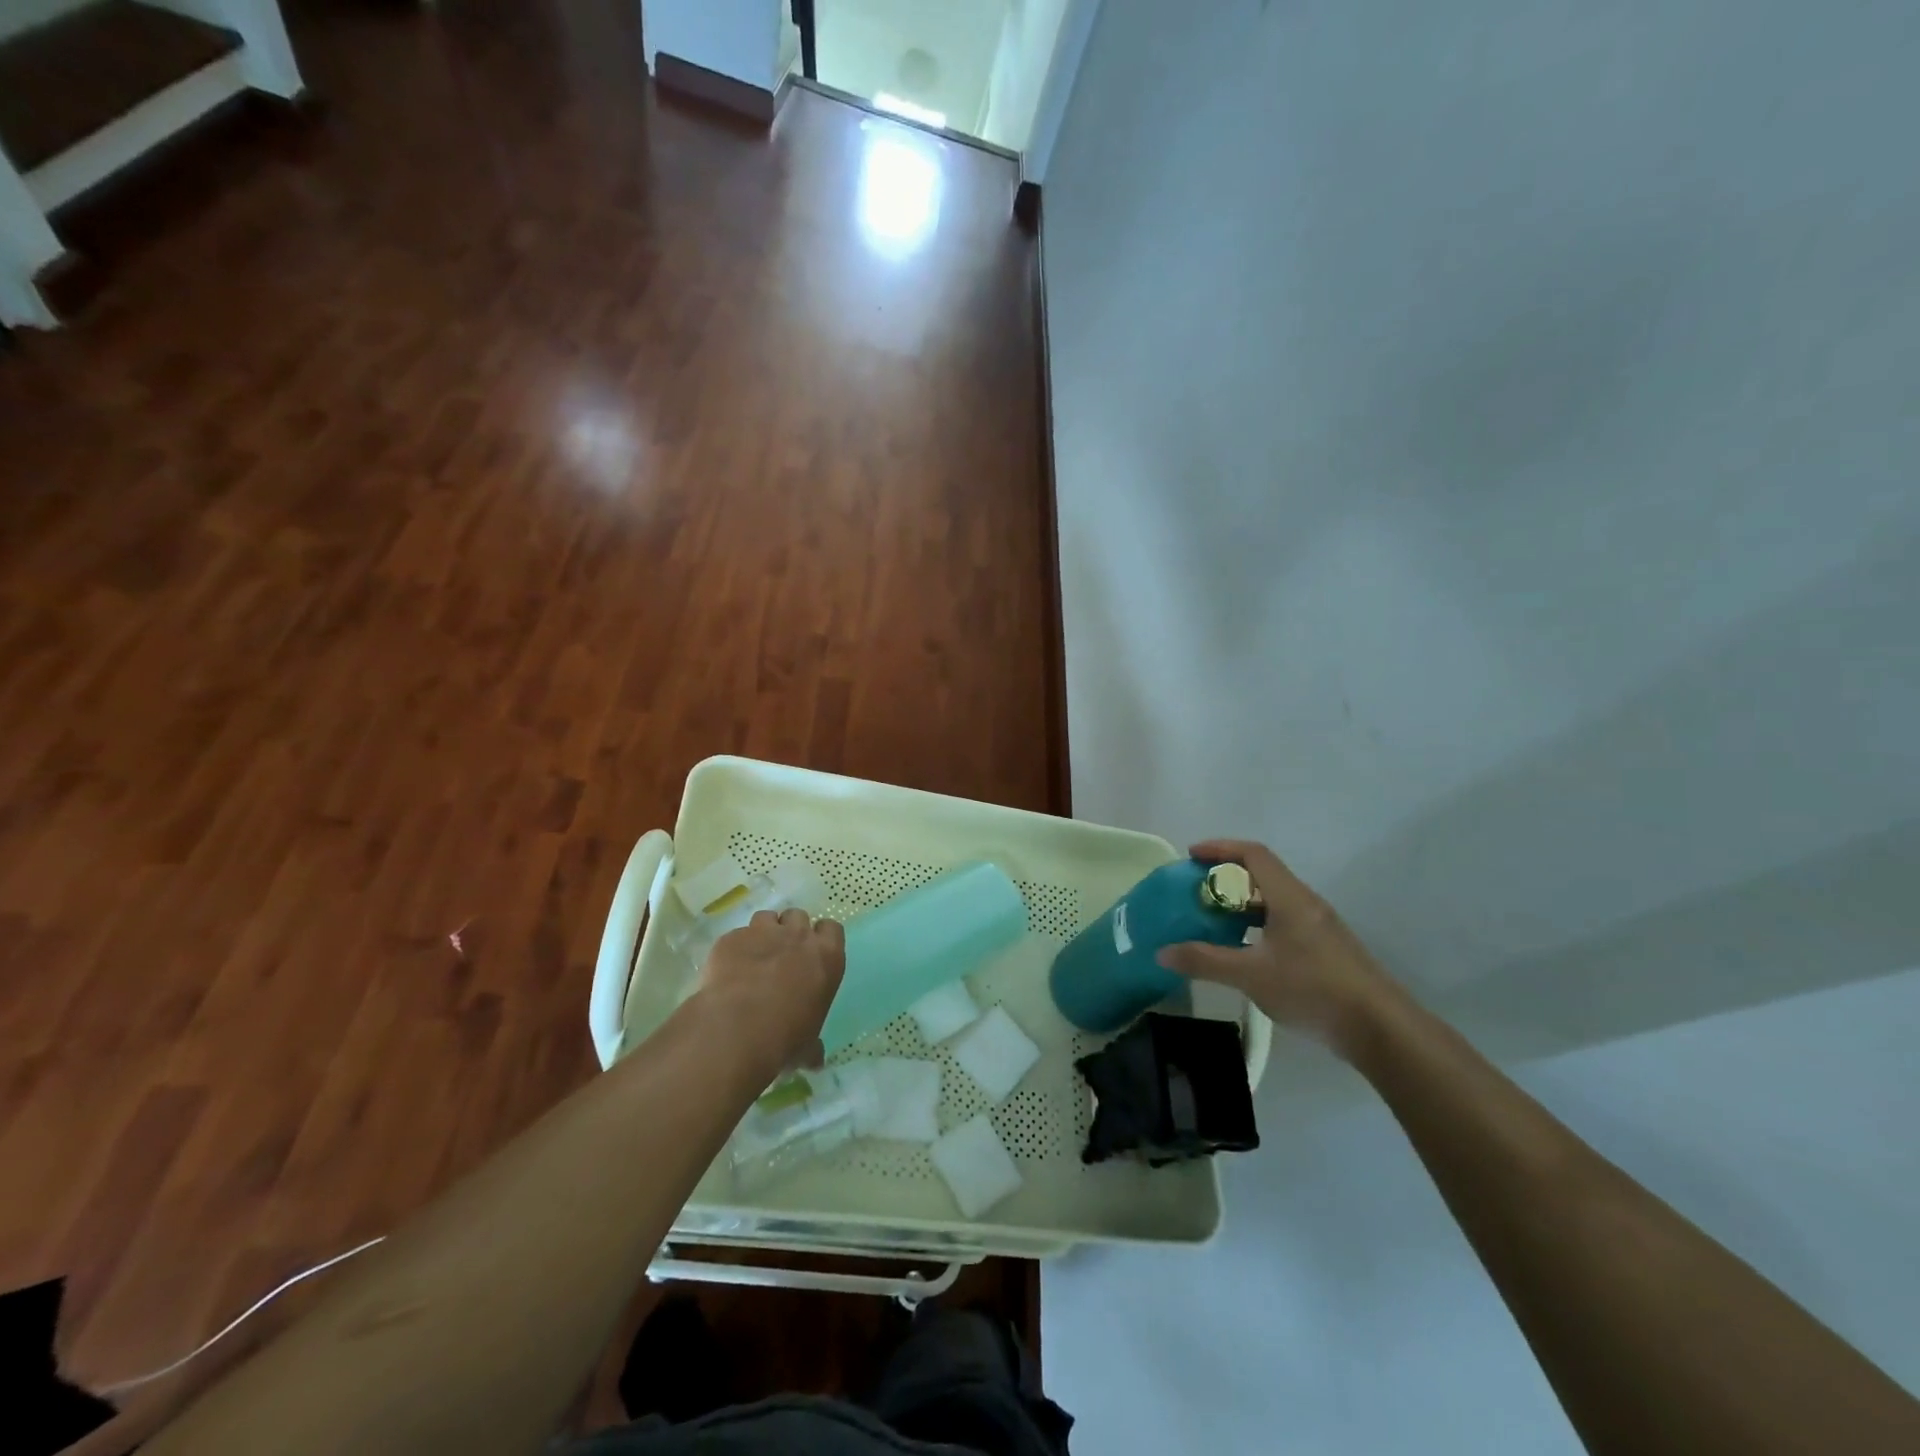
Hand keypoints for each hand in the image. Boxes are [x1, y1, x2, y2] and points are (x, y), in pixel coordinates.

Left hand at [699, 908, 845, 1078]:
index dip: (821, 938)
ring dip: (762, 933)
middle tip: (781, 955)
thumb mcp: (806, 1046)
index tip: (812, 953)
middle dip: (790, 930)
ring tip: (753, 958)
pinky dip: (734, 949)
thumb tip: (814, 1060)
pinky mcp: (731, 938)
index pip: (832, 929)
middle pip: (798, 916)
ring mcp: (762, 932)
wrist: (736, 1028)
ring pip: (766, 918)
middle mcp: (798, 937)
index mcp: (826, 957)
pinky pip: (736, 936)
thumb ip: (812, 1046)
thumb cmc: (784, 1037)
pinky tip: (727, 971)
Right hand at [1157, 839, 1400, 1057]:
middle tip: (1195, 893)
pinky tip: (1244, 951)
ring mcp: (1319, 927)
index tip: (1191, 857)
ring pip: (1273, 901)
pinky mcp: (1326, 950)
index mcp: (1290, 897)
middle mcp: (1306, 903)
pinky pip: (1283, 922)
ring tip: (1212, 921)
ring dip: (1241, 904)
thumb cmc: (1314, 990)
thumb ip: (1205, 960)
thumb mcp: (1251, 975)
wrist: (1381, 1029)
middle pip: (1262, 874)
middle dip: (1225, 878)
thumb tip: (1162, 953)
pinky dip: (1257, 924)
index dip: (1220, 848)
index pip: (1253, 854)